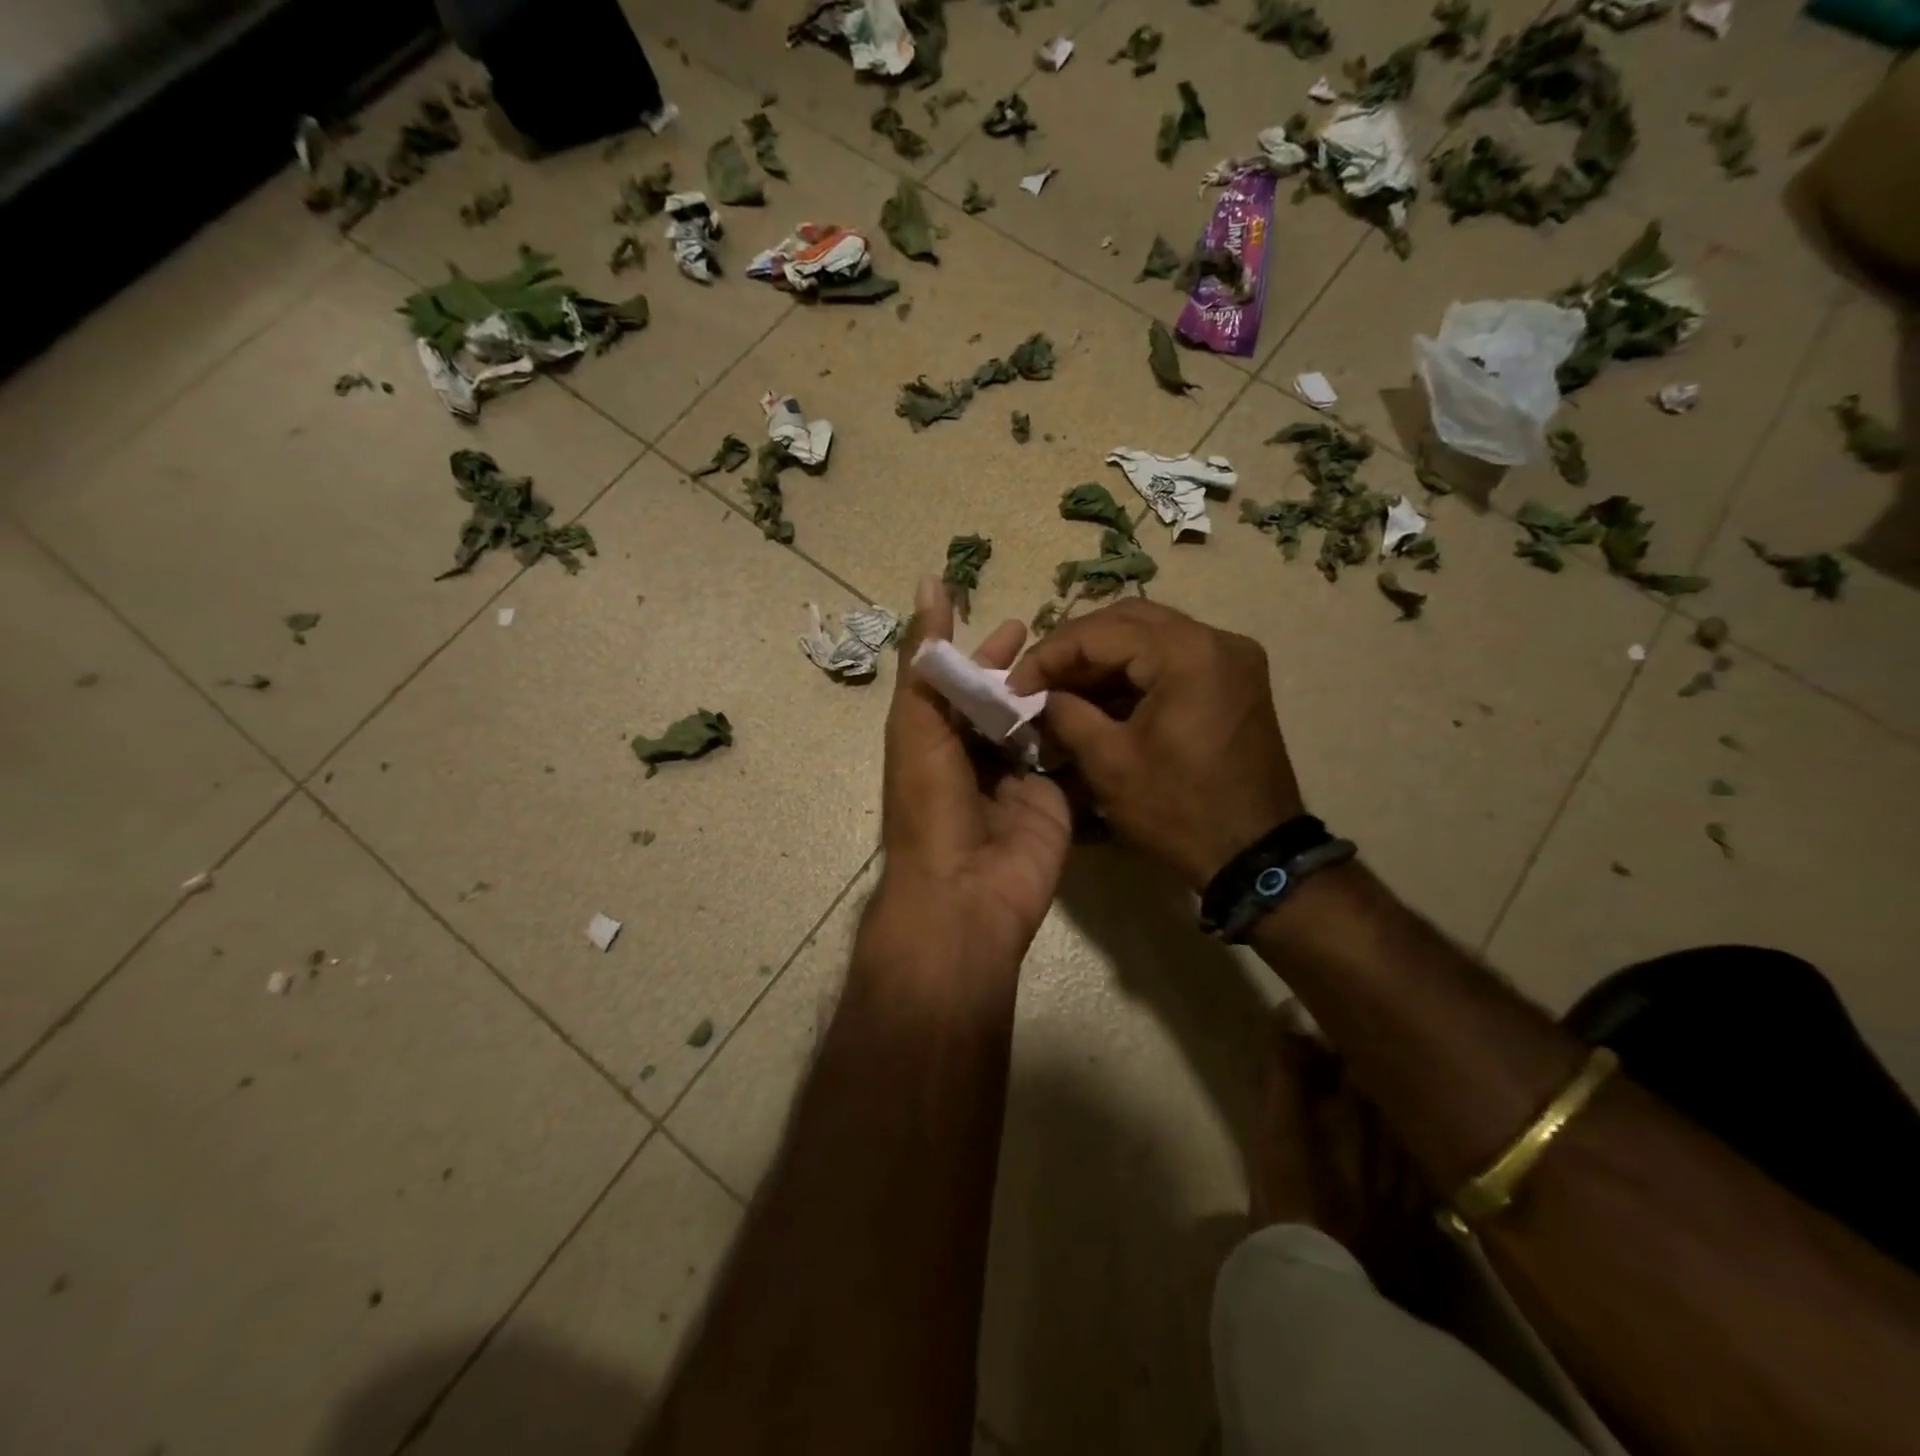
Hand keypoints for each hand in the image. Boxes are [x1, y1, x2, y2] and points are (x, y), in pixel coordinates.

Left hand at [874, 578, 1072, 975]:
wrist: (966, 893)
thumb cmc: (931, 804)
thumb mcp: (918, 723)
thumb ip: (927, 659)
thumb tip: (929, 582)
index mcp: (937, 742)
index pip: (964, 687)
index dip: (985, 655)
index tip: (1017, 624)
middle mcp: (976, 759)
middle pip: (1005, 706)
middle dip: (1027, 674)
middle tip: (1063, 642)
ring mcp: (1018, 783)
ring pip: (1039, 729)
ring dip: (1058, 698)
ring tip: (1092, 660)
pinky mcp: (1055, 803)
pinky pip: (1070, 761)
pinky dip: (1083, 734)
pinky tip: (1109, 699)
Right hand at [1006, 599, 1302, 890]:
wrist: (1255, 855)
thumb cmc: (1179, 811)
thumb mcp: (1109, 763)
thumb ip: (1066, 714)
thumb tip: (1037, 694)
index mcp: (1187, 653)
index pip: (1101, 632)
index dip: (1049, 655)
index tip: (1013, 685)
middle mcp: (1216, 639)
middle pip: (1127, 620)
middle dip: (1074, 648)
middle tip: (1036, 680)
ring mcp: (1231, 657)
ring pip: (1150, 634)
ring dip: (1102, 658)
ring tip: (1061, 688)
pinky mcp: (1234, 679)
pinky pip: (1172, 657)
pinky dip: (1133, 671)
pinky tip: (1100, 696)